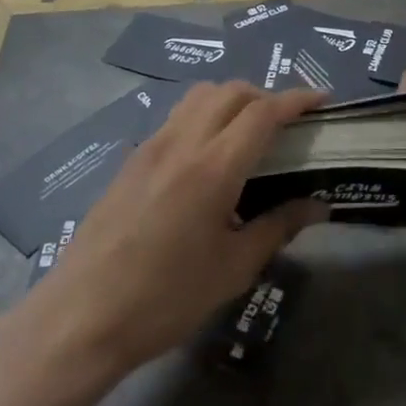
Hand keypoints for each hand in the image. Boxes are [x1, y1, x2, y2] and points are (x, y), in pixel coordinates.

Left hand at [26, 83, 328, 378]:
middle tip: (287, 123)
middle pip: (230, 91)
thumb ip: (278, 227)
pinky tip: (208, 156)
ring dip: (231, 100)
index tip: (322, 100)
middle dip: (265, 96)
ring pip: (199, 97)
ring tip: (249, 133)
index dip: (296, 100)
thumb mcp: (233, 269)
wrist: (84, 314)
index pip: (263, 113)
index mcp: (213, 167)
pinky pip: (176, 117)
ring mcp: (152, 146)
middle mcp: (182, 142)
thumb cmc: (166, 298)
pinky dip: (203, 115)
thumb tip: (318, 205)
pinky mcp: (132, 158)